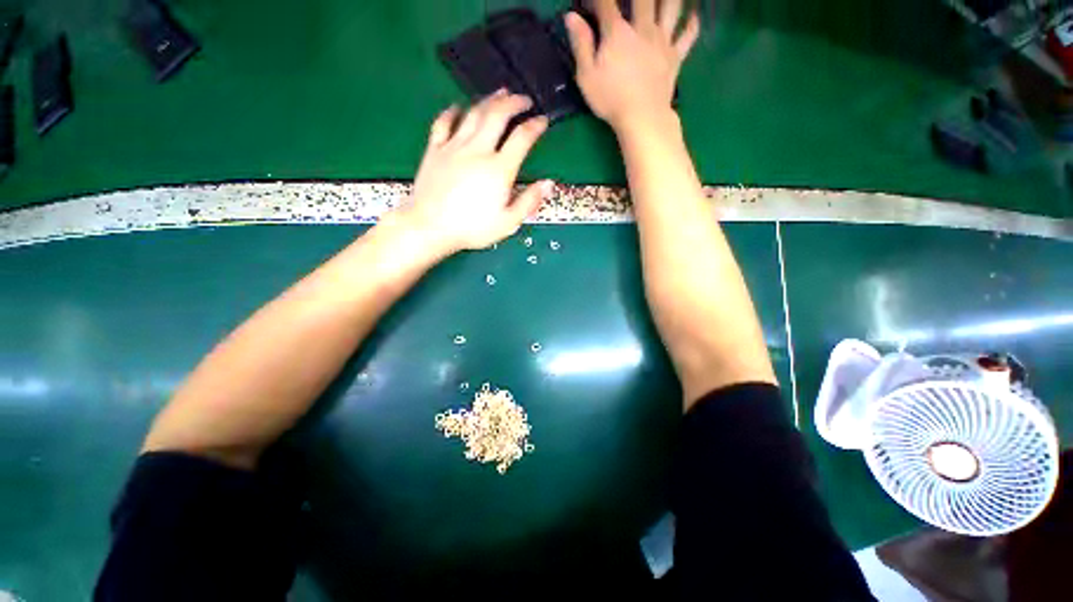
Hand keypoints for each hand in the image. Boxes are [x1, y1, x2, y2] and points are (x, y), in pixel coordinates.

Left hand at [400, 90, 552, 253]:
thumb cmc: (472, 228)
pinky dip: (452, 112)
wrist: (431, 228)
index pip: (522, 138)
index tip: (543, 120)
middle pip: (498, 115)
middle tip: (524, 100)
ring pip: (473, 113)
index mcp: (499, 169)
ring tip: (500, 94)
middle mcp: (478, 150)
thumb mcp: (508, 222)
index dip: (536, 126)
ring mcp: (454, 147)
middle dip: (514, 103)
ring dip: (489, 100)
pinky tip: (458, 107)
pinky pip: (443, 123)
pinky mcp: (435, 150)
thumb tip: (548, 183)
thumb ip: (529, 201)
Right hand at [565, 0, 699, 131]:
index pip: (606, 3)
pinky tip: (692, 16)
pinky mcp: (676, 56)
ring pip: (671, 7)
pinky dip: (692, 24)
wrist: (642, 117)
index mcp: (617, 32)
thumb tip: (571, 17)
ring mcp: (663, 41)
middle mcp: (643, 28)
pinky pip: (688, 35)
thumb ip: (581, 44)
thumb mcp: (586, 76)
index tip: (593, 3)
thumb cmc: (610, 100)